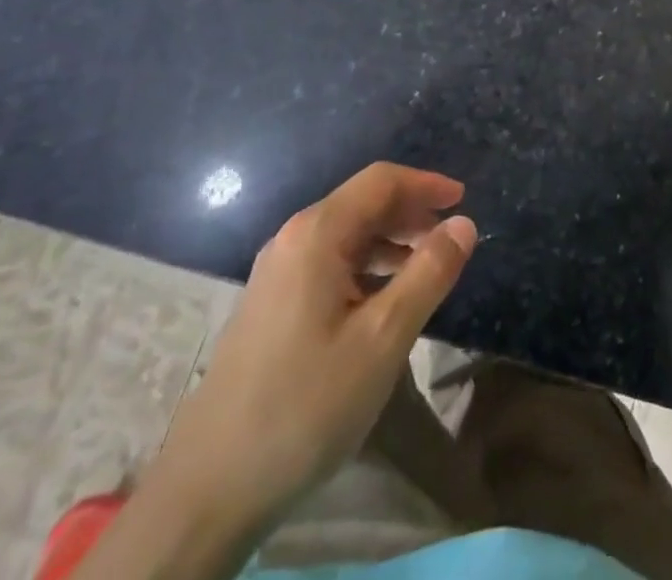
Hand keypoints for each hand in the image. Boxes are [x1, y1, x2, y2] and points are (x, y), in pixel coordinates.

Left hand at [143, 163, 476, 541]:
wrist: (208, 490)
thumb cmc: (306, 404)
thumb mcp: (383, 338)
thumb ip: (429, 274)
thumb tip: (463, 223)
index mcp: (317, 234)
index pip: (381, 181)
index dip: (425, 184)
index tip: (463, 199)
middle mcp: (293, 240)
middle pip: (362, 204)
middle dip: (410, 213)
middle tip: (450, 239)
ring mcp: (276, 275)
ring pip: (346, 237)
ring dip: (390, 243)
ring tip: (426, 272)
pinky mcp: (269, 307)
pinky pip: (328, 266)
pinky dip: (366, 269)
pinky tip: (383, 304)